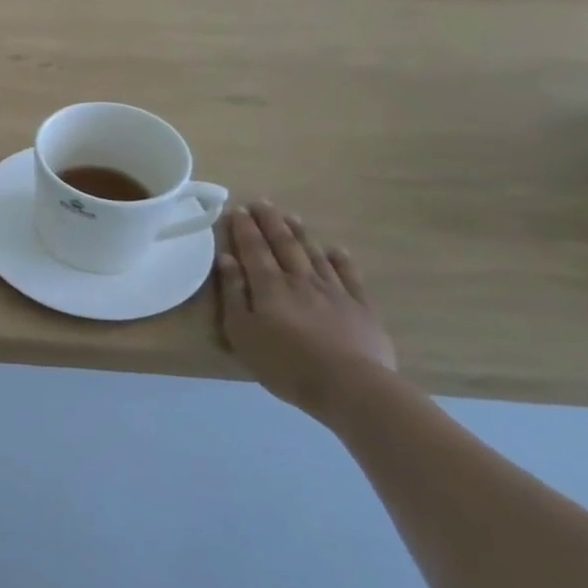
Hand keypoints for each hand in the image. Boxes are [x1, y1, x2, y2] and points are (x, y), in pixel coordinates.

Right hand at [215, 202, 397, 422]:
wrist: (350, 386)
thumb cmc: (285, 363)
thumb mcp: (243, 333)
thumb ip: (233, 293)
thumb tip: (226, 259)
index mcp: (269, 286)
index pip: (254, 249)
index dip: (244, 228)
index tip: (237, 208)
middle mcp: (300, 280)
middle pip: (284, 244)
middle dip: (270, 222)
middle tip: (262, 201)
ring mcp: (334, 291)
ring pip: (314, 254)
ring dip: (301, 234)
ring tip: (291, 216)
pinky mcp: (360, 307)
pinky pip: (349, 276)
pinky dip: (341, 260)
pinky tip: (336, 250)